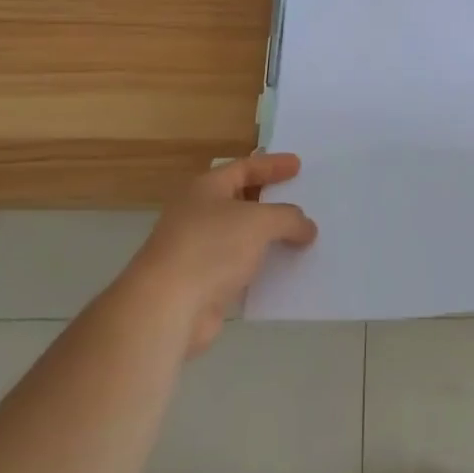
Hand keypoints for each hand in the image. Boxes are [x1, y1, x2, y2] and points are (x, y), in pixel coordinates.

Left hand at [123, 154, 316, 355]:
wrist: (167, 307)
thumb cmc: (211, 247)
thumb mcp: (259, 222)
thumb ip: (288, 218)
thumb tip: (306, 227)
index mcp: (206, 188)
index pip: (244, 167)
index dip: (272, 165)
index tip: (298, 166)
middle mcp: (199, 214)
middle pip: (241, 200)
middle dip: (271, 201)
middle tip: (301, 199)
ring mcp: (198, 250)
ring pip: (241, 236)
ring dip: (268, 237)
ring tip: (301, 236)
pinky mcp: (203, 284)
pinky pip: (240, 268)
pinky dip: (261, 267)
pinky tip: (284, 271)